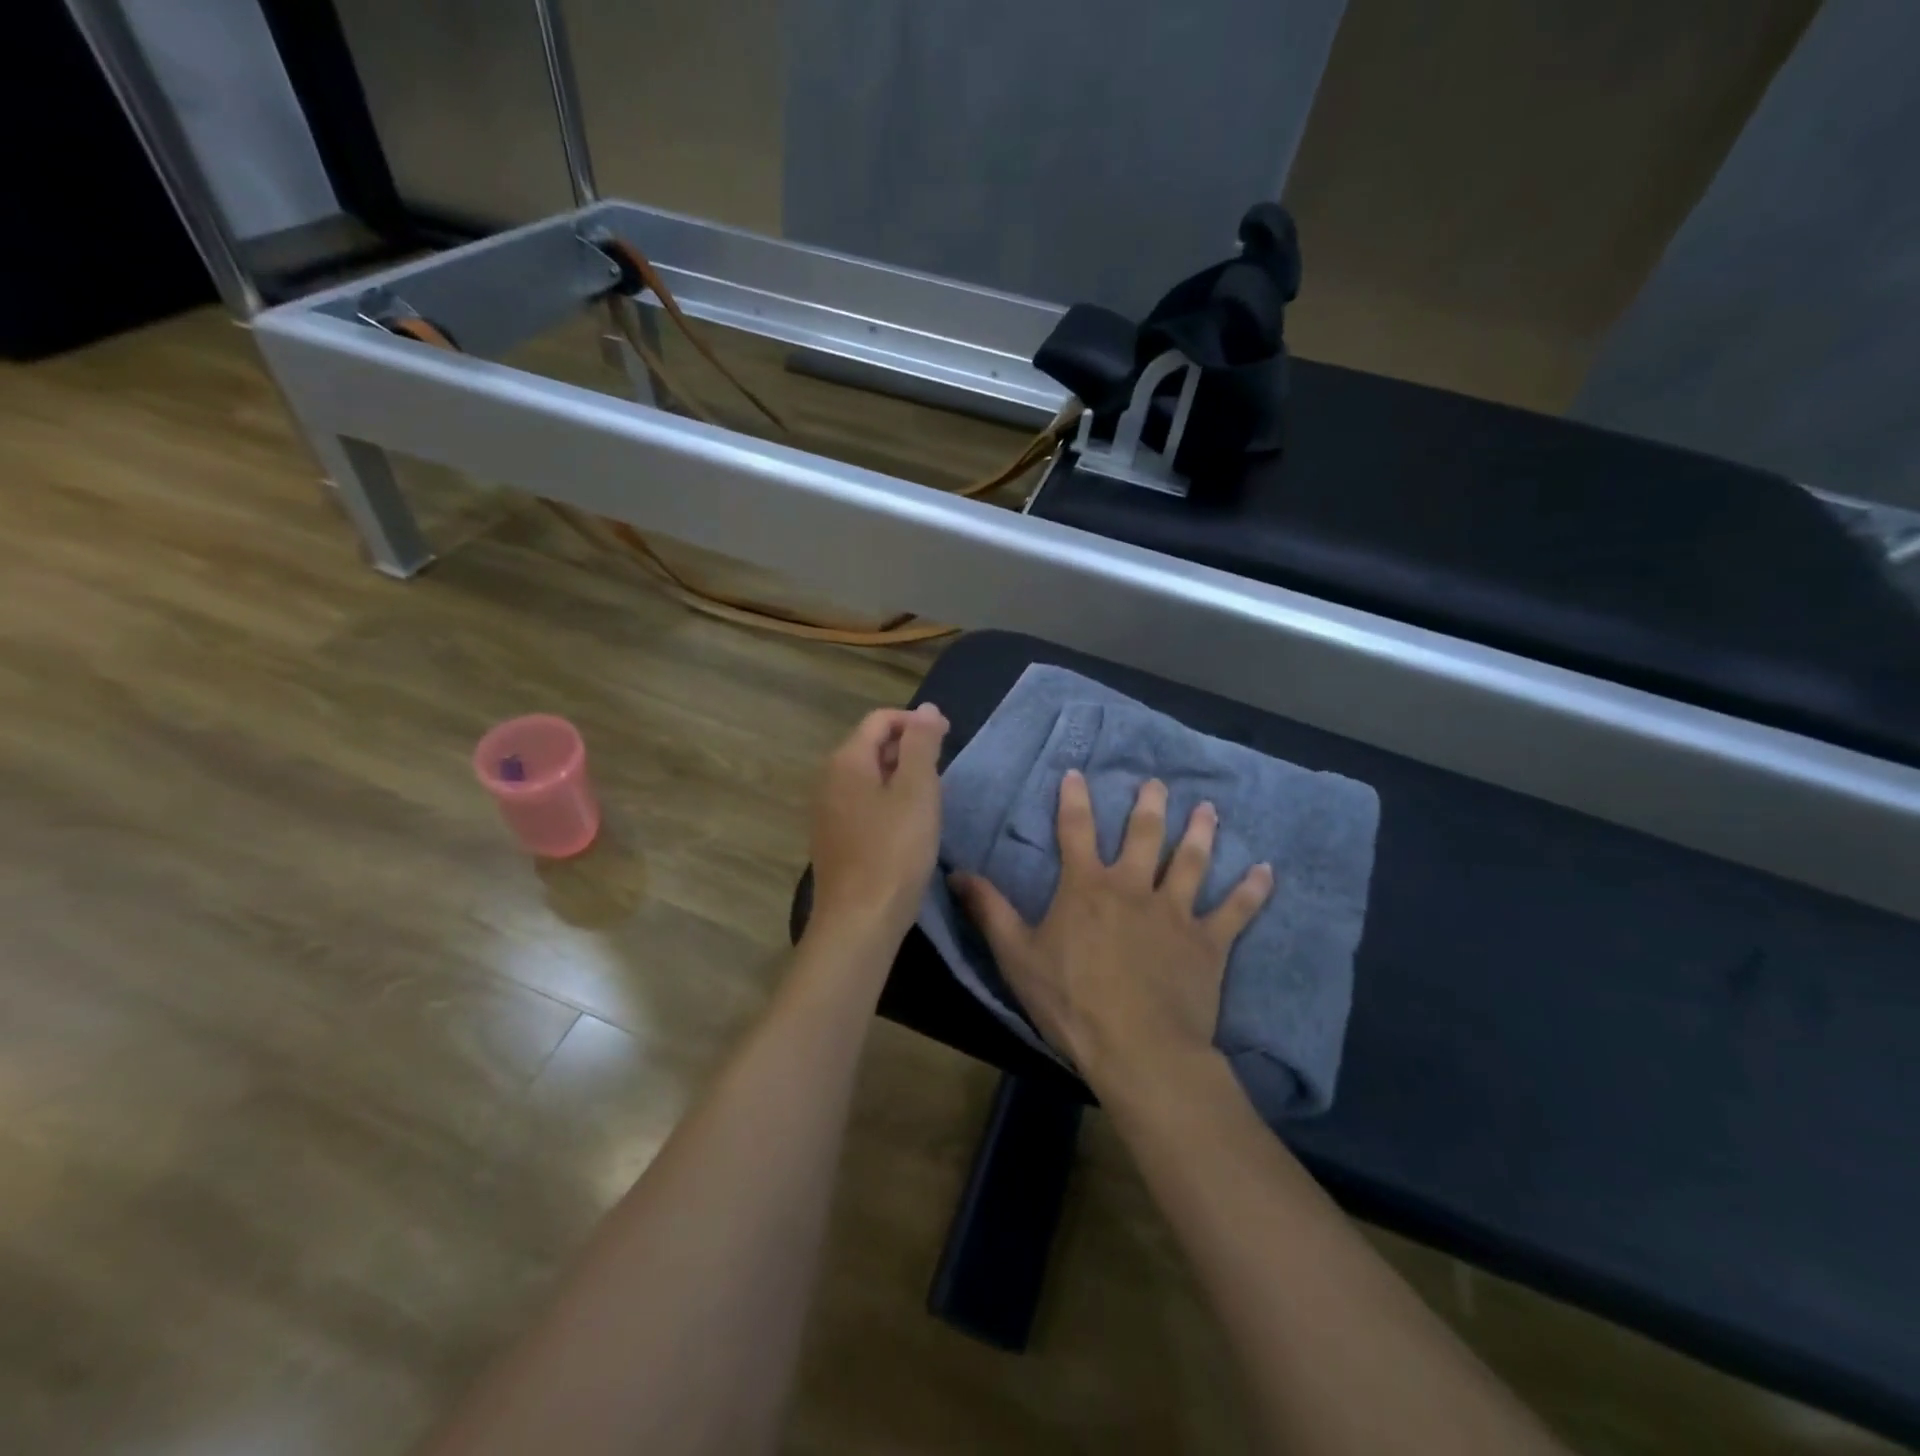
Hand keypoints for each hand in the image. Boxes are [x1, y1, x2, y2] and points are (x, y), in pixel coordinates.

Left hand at [807, 703, 948, 949]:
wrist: (859, 920)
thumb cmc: (894, 850)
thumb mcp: (917, 790)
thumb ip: (922, 745)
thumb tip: (928, 709)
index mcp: (846, 760)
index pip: (880, 719)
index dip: (915, 722)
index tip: (948, 738)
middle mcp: (828, 779)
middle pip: (871, 746)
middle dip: (908, 749)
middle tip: (943, 771)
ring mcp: (826, 811)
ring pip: (868, 777)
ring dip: (900, 777)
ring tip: (930, 798)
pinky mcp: (833, 839)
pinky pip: (862, 804)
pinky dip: (887, 802)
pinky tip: (907, 826)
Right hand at [951, 772, 1272, 1095]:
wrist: (1139, 1048)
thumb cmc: (1072, 1002)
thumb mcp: (1017, 957)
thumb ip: (991, 911)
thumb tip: (957, 872)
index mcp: (1086, 888)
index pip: (1075, 832)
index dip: (1074, 801)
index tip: (1077, 773)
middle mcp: (1133, 888)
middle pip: (1142, 836)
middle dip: (1148, 806)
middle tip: (1157, 782)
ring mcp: (1176, 913)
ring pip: (1190, 862)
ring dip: (1200, 833)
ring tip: (1208, 809)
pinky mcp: (1209, 943)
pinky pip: (1235, 911)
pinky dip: (1252, 891)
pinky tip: (1267, 871)